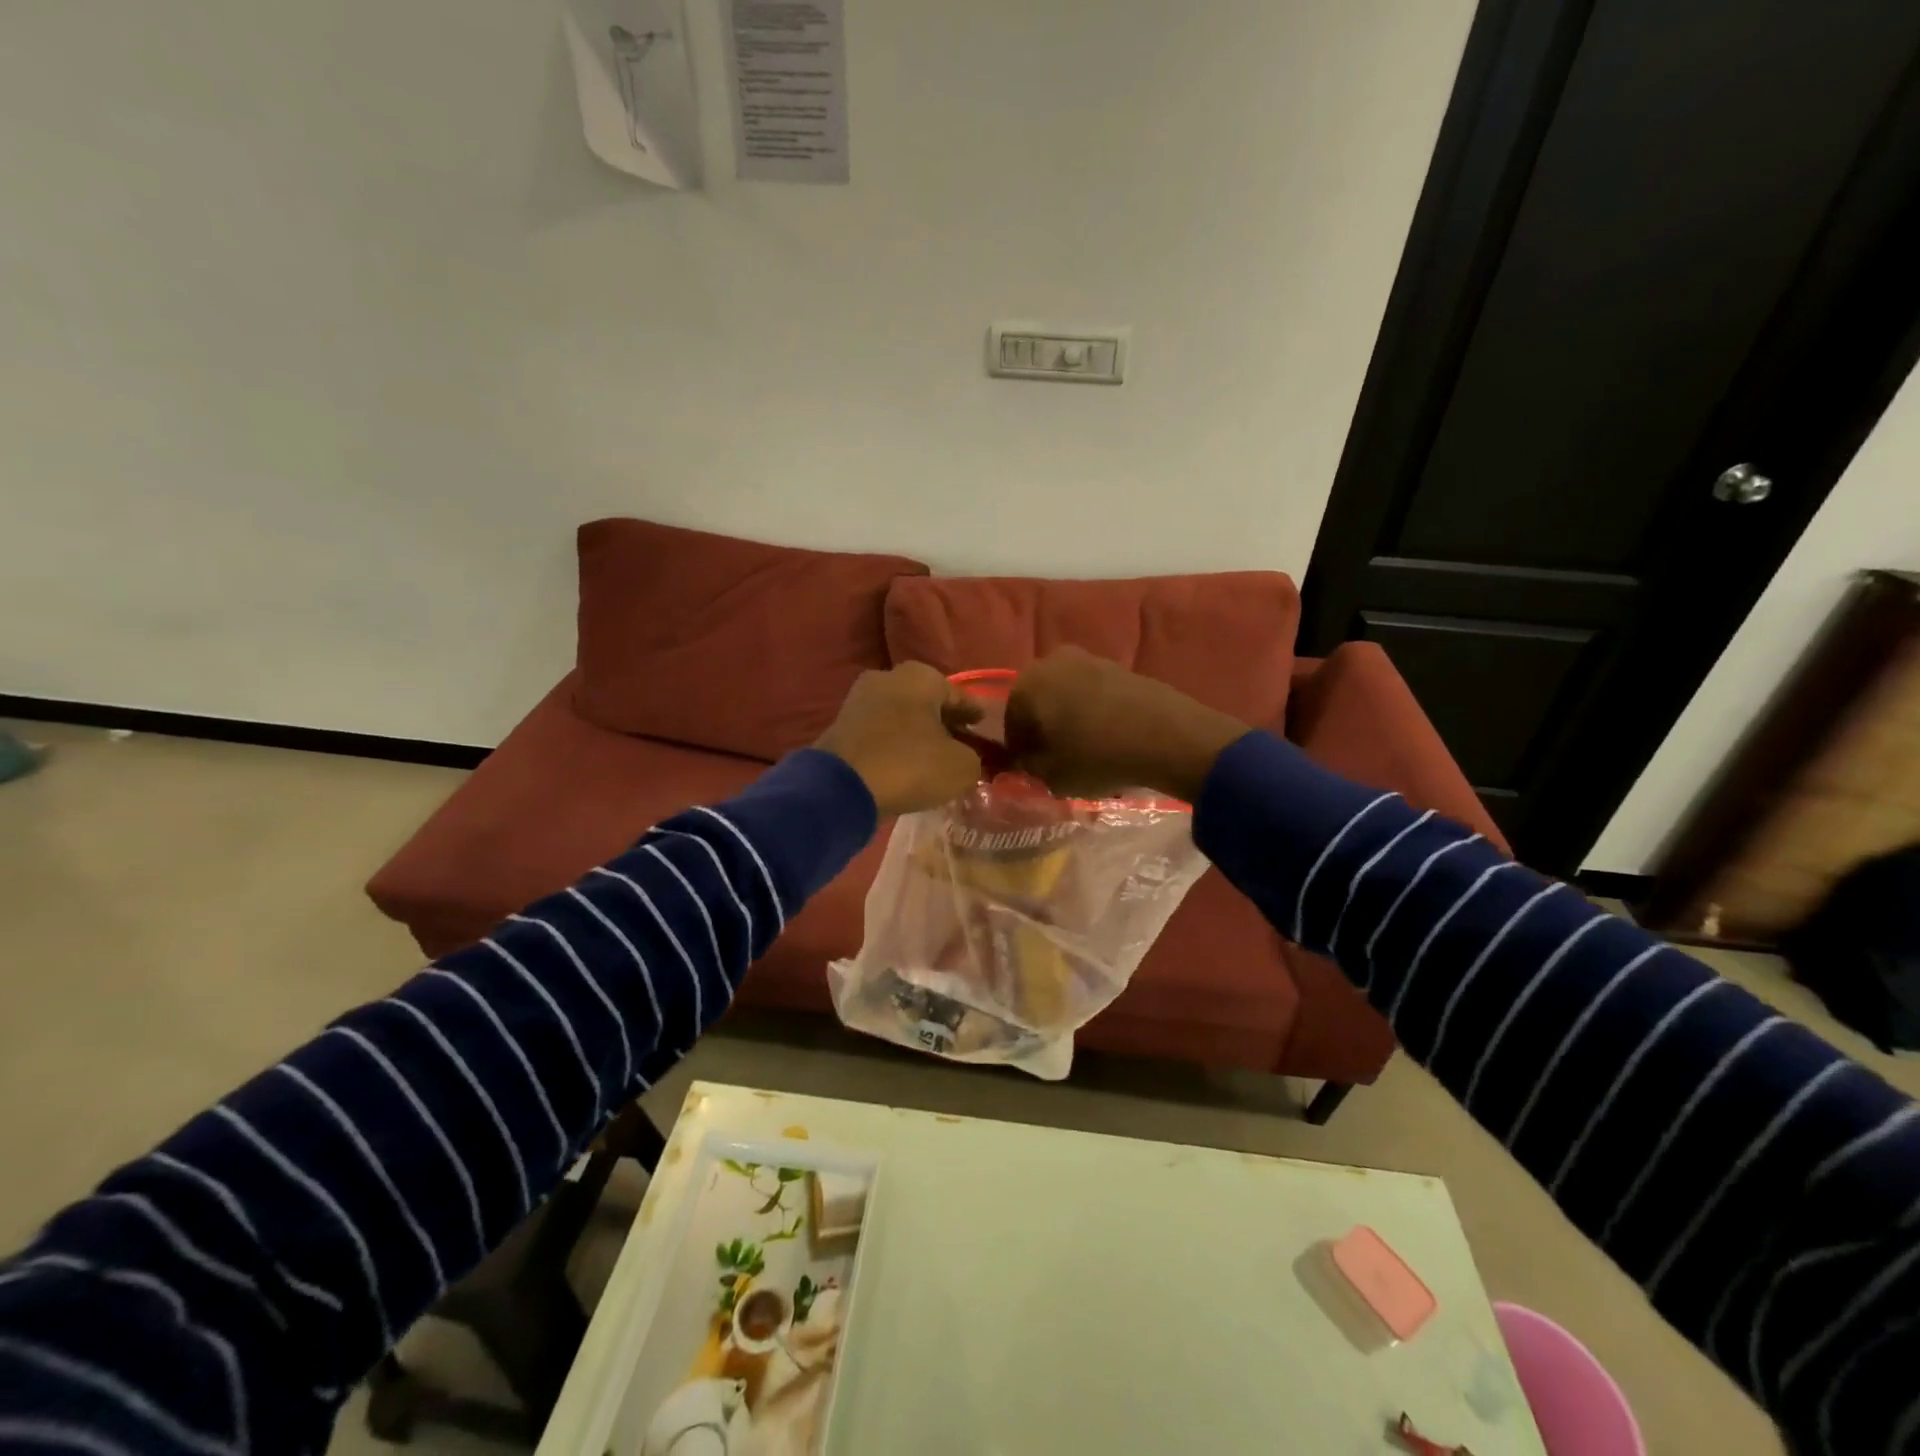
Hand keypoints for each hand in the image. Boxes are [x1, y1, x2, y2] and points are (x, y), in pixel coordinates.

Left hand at [815, 663, 983, 816]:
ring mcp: (859, 699)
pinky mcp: (841, 725)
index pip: (959, 696)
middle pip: (927, 703)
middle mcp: (888, 677)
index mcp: (921, 676)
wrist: (841, 788)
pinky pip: (880, 733)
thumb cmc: (910, 765)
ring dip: (917, 734)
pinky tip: (904, 765)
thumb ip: (974, 758)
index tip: (985, 732)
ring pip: (901, 716)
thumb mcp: (962, 767)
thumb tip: (967, 759)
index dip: (974, 716)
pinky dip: (894, 745)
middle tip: (960, 746)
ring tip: (932, 759)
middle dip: (943, 722)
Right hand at [1003, 647, 1247, 800]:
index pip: (1010, 723)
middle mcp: (1052, 662)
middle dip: (1044, 730)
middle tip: (1057, 760)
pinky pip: (1094, 694)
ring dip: (1070, 720)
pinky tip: (1108, 738)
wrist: (1166, 736)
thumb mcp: (1050, 775)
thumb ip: (1028, 765)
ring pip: (1066, 696)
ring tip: (1086, 750)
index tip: (1033, 771)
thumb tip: (1027, 758)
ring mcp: (1089, 659)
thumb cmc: (1095, 756)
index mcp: (1026, 684)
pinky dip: (1094, 713)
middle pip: (1038, 703)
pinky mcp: (1120, 667)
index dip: (1020, 751)